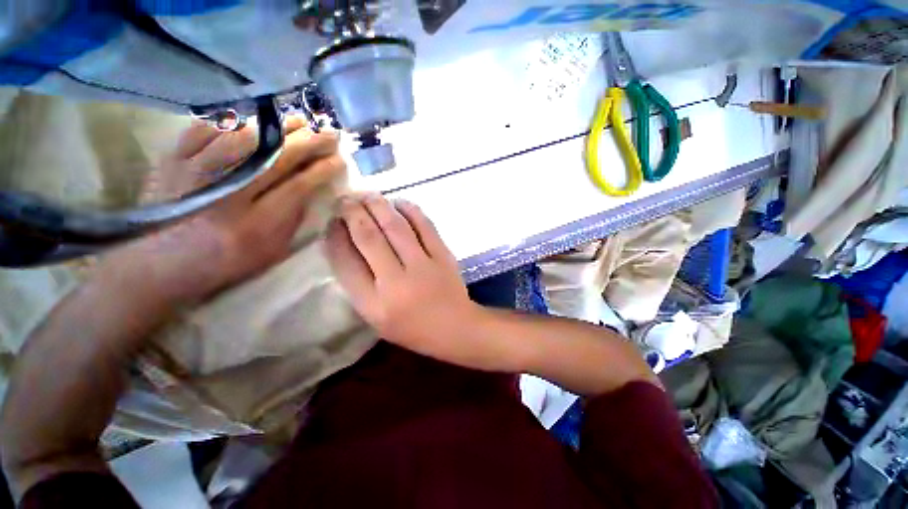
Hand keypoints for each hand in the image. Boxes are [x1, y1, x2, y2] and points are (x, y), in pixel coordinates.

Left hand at [102, 118, 344, 305]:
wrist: (161, 263)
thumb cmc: (226, 261)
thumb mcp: (271, 251)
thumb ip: (293, 218)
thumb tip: (311, 186)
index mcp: (256, 224)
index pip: (299, 186)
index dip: (322, 170)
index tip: (339, 160)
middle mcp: (227, 195)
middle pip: (276, 158)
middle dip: (309, 142)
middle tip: (329, 132)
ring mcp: (195, 173)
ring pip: (244, 137)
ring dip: (277, 126)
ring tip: (299, 119)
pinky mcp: (173, 160)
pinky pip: (207, 129)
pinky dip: (235, 121)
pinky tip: (256, 120)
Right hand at [327, 194, 491, 366]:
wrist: (455, 328)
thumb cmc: (412, 327)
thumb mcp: (376, 316)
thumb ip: (359, 285)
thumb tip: (346, 244)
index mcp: (374, 304)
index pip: (345, 263)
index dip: (335, 237)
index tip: (331, 221)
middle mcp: (396, 283)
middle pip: (369, 238)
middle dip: (353, 213)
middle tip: (345, 199)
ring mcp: (423, 267)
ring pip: (395, 227)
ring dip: (378, 206)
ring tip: (367, 195)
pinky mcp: (443, 256)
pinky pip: (425, 226)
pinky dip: (410, 210)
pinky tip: (399, 203)